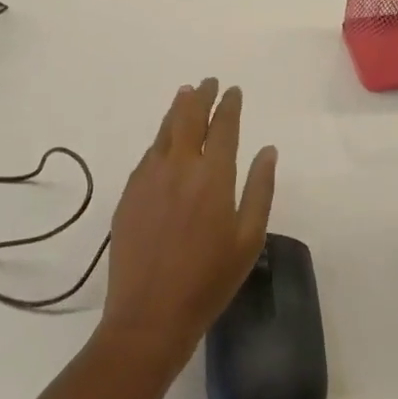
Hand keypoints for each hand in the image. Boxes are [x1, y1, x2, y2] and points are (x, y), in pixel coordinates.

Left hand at [98, 79, 277, 367]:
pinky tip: (165, 140)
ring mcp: (149, 178)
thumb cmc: (209, 280)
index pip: (223, 126)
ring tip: (186, 95)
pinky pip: (149, 153)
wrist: (150, 315)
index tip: (233, 91)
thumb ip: (260, 189)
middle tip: (209, 83)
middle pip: (190, 117)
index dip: (229, 105)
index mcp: (213, 176)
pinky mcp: (129, 193)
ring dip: (178, 109)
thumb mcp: (248, 238)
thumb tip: (268, 150)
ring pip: (165, 130)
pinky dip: (161, 138)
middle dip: (201, 96)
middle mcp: (179, 166)